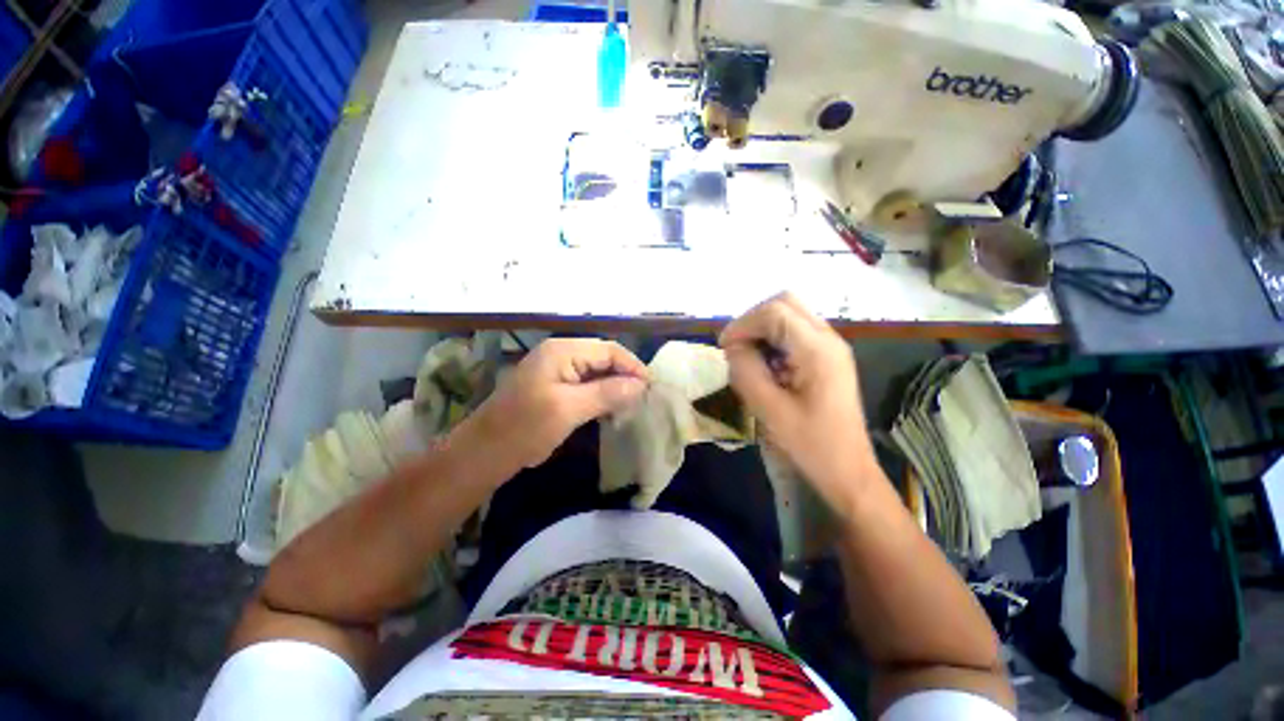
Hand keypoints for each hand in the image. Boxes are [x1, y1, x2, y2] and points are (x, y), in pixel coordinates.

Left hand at [470, 338, 648, 468]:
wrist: (484, 452)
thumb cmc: (525, 428)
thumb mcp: (569, 409)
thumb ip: (607, 392)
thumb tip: (641, 385)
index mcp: (563, 351)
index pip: (609, 350)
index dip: (633, 366)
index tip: (652, 388)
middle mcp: (561, 353)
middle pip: (604, 358)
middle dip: (625, 376)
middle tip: (644, 399)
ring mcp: (556, 369)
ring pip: (596, 371)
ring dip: (615, 386)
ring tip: (632, 404)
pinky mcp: (554, 385)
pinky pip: (586, 383)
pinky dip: (601, 394)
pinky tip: (611, 408)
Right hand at [720, 293, 874, 514]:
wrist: (848, 473)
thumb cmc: (810, 445)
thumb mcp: (769, 409)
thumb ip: (745, 371)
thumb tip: (732, 347)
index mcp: (818, 350)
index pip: (774, 312)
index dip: (743, 324)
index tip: (723, 347)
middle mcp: (829, 339)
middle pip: (785, 303)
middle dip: (753, 320)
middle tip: (734, 346)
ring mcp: (831, 347)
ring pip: (790, 315)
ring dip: (763, 329)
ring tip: (747, 357)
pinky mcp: (828, 358)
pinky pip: (795, 333)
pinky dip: (773, 340)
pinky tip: (766, 366)